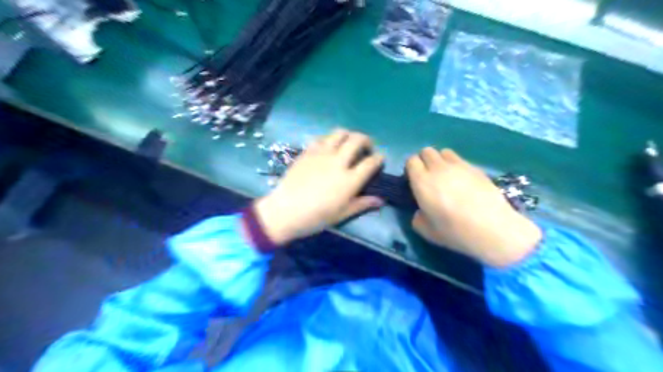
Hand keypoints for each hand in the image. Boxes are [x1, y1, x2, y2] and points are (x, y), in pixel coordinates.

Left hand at [254, 129, 389, 244]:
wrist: (285, 211)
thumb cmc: (316, 217)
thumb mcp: (342, 214)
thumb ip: (362, 204)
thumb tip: (381, 200)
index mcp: (350, 180)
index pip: (371, 162)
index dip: (379, 158)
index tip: (380, 159)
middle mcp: (338, 162)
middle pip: (357, 140)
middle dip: (367, 140)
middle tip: (367, 148)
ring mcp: (321, 154)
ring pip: (340, 133)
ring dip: (349, 135)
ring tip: (348, 143)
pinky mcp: (308, 152)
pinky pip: (322, 138)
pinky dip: (330, 139)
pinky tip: (329, 147)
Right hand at [406, 146, 539, 266]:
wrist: (492, 229)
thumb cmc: (455, 232)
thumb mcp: (426, 231)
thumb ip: (417, 217)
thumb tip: (421, 211)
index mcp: (422, 182)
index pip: (411, 161)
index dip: (411, 169)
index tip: (415, 181)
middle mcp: (438, 169)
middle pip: (426, 151)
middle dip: (424, 161)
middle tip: (429, 177)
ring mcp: (459, 166)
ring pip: (444, 152)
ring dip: (441, 161)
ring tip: (446, 176)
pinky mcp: (476, 168)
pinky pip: (460, 160)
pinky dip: (457, 167)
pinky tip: (464, 182)